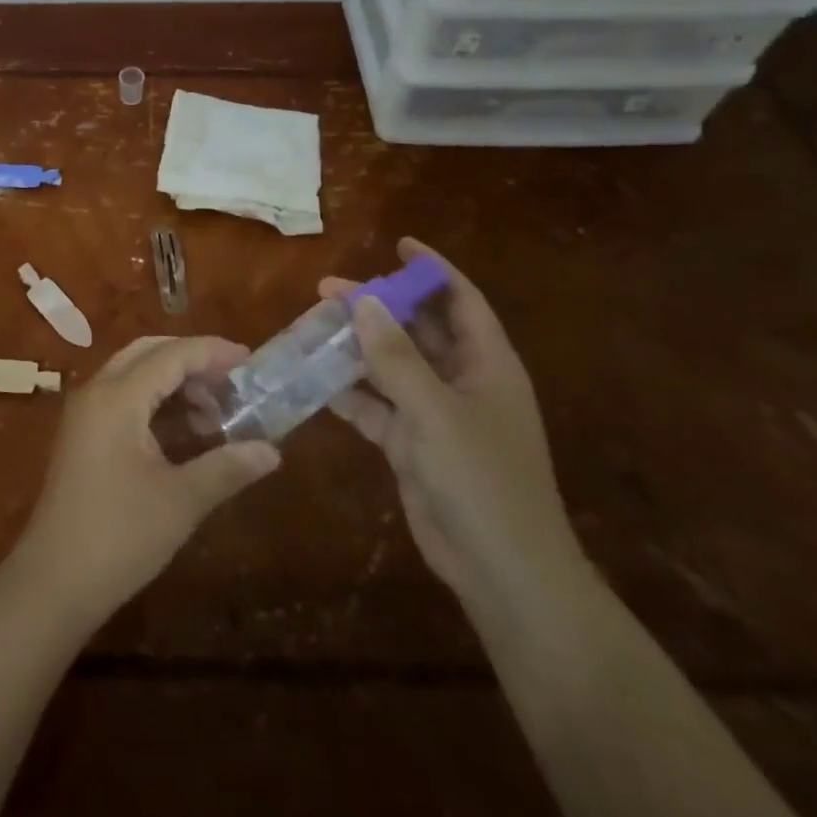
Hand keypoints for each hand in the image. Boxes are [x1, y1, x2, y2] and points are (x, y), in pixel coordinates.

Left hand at [7, 335, 280, 627]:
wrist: (53, 584)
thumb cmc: (119, 536)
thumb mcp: (181, 501)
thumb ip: (227, 468)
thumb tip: (272, 451)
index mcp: (117, 397)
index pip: (171, 355)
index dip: (212, 353)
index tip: (250, 361)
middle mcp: (97, 392)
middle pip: (149, 354)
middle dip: (192, 362)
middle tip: (232, 384)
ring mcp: (85, 414)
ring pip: (135, 375)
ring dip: (175, 385)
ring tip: (215, 417)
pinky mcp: (83, 437)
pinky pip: (124, 399)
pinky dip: (156, 404)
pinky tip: (185, 435)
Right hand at [324, 238, 583, 610]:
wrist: (502, 574)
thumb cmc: (482, 480)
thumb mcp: (436, 410)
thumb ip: (396, 356)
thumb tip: (362, 300)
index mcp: (486, 364)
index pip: (460, 299)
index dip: (432, 269)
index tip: (397, 243)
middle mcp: (462, 381)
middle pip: (417, 329)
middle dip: (378, 307)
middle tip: (328, 289)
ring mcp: (436, 415)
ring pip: (391, 366)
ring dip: (357, 348)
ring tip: (314, 326)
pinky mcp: (413, 445)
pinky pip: (377, 406)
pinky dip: (350, 393)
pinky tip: (316, 381)